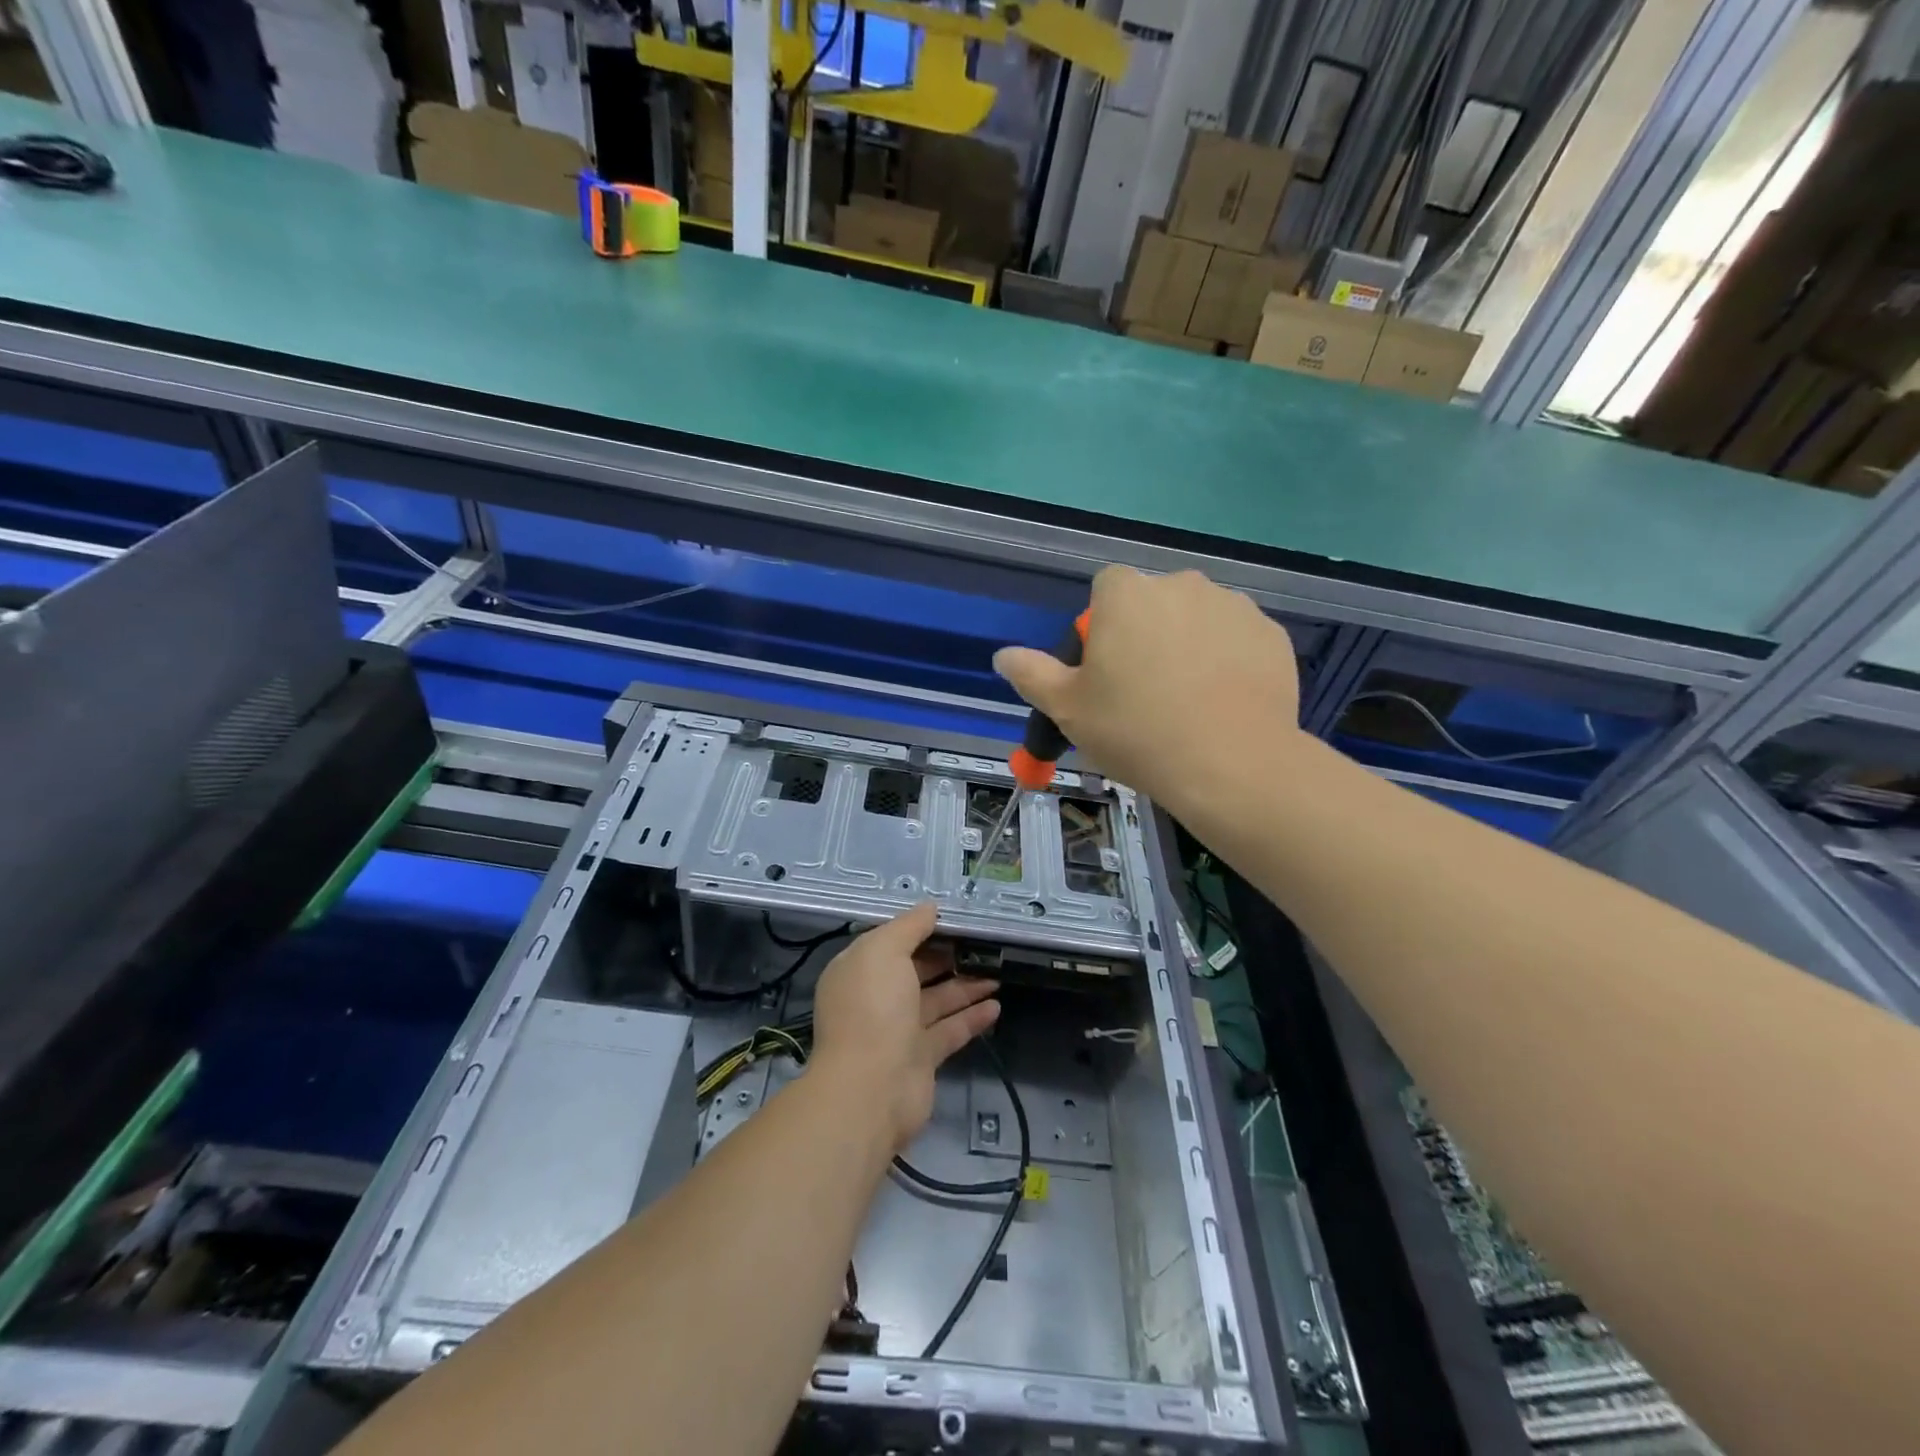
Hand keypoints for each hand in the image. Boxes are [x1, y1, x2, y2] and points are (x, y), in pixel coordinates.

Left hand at [809, 902, 999, 1150]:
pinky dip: (972, 1017)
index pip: (891, 943)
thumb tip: (930, 907)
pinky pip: (950, 1031)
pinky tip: (996, 1005)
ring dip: (965, 986)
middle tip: (982, 943)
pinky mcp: (921, 1058)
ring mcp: (898, 1030)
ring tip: (997, 971)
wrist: (870, 1089)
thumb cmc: (873, 1008)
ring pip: (936, 1000)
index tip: (953, 919)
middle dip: (946, 957)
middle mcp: (876, 998)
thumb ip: (909, 926)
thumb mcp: (884, 951)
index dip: (919, 929)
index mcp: (859, 970)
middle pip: (915, 970)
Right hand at [993, 565, 1301, 808]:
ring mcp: (1234, 606)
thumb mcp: (1068, 709)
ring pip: (1197, 618)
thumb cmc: (1136, 731)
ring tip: (1188, 701)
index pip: (1106, 589)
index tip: (1106, 671)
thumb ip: (1032, 673)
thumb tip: (1003, 655)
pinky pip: (1236, 639)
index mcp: (1127, 593)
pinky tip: (1223, 703)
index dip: (1101, 628)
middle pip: (1153, 601)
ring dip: (1188, 643)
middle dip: (1146, 633)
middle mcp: (1182, 584)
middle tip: (1144, 691)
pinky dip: (1228, 660)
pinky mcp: (1272, 634)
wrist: (1230, 766)